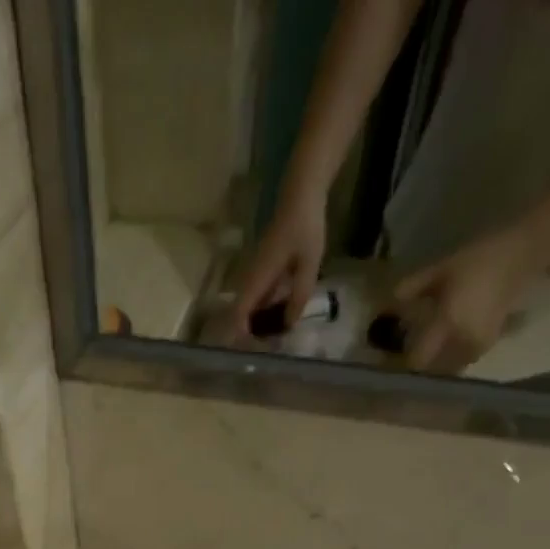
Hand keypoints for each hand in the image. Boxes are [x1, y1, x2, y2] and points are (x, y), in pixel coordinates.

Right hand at [229, 192, 326, 338]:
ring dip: (258, 323)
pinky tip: (281, 316)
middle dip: (251, 334)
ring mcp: (255, 275)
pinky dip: (265, 310)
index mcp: (258, 279)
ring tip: (276, 337)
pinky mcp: (262, 272)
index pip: (240, 313)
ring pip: (249, 307)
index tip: (254, 351)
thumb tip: (288, 325)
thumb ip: (299, 295)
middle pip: (242, 314)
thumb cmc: (305, 228)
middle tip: (269, 349)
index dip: (242, 335)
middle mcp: (250, 279)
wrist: (300, 197)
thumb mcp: (308, 264)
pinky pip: (258, 297)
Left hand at [392, 226, 541, 373]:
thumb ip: (411, 289)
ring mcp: (479, 346)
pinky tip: (449, 341)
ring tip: (430, 346)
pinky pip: (463, 360)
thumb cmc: (478, 259)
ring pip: (448, 368)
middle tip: (411, 350)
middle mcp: (462, 341)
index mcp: (448, 324)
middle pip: (432, 369)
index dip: (405, 360)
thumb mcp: (440, 270)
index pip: (418, 360)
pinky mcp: (490, 344)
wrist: (523, 252)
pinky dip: (453, 356)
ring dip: (437, 362)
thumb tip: (385, 305)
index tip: (394, 354)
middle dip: (422, 362)